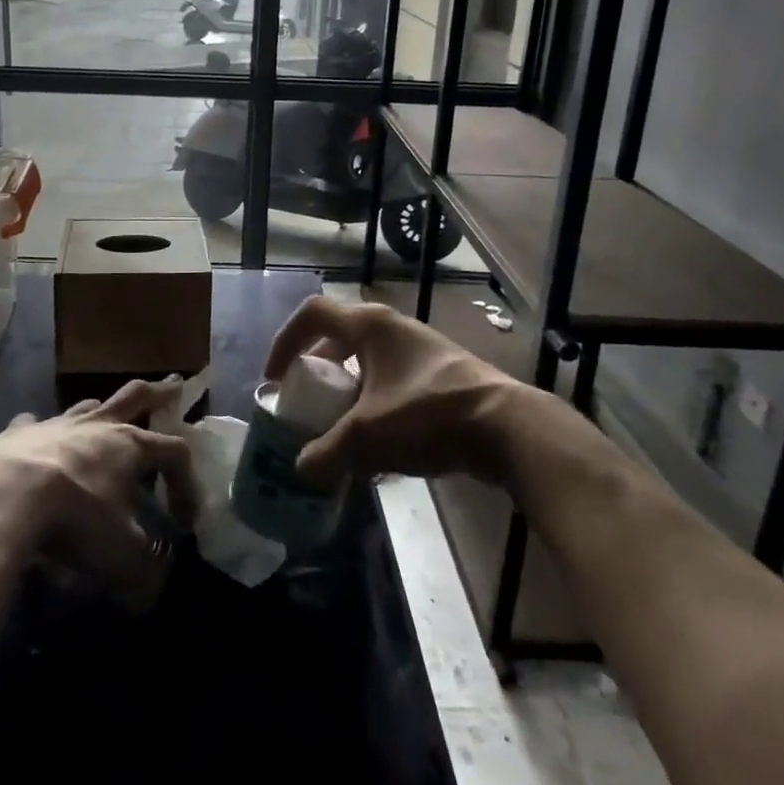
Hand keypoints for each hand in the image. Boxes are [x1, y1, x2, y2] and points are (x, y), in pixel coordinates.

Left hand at [0, 378, 197, 610]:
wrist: (2, 495)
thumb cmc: (75, 518)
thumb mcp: (120, 557)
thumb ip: (142, 576)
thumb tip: (147, 598)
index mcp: (131, 446)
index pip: (175, 452)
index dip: (186, 483)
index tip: (184, 521)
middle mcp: (97, 426)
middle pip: (136, 396)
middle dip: (158, 392)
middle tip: (173, 385)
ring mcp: (55, 424)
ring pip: (86, 405)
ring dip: (99, 410)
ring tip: (101, 412)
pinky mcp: (15, 434)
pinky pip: (31, 425)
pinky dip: (36, 430)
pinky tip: (31, 435)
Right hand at [265, 296, 560, 488]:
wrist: (507, 429)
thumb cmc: (428, 415)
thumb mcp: (366, 438)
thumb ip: (325, 453)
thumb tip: (301, 470)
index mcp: (370, 326)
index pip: (312, 314)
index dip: (286, 341)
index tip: (276, 378)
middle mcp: (394, 328)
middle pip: (340, 338)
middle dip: (317, 370)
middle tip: (307, 402)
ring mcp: (421, 350)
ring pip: (368, 363)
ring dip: (347, 391)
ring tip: (339, 427)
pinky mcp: (442, 375)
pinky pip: (393, 382)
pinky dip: (375, 405)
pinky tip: (380, 445)